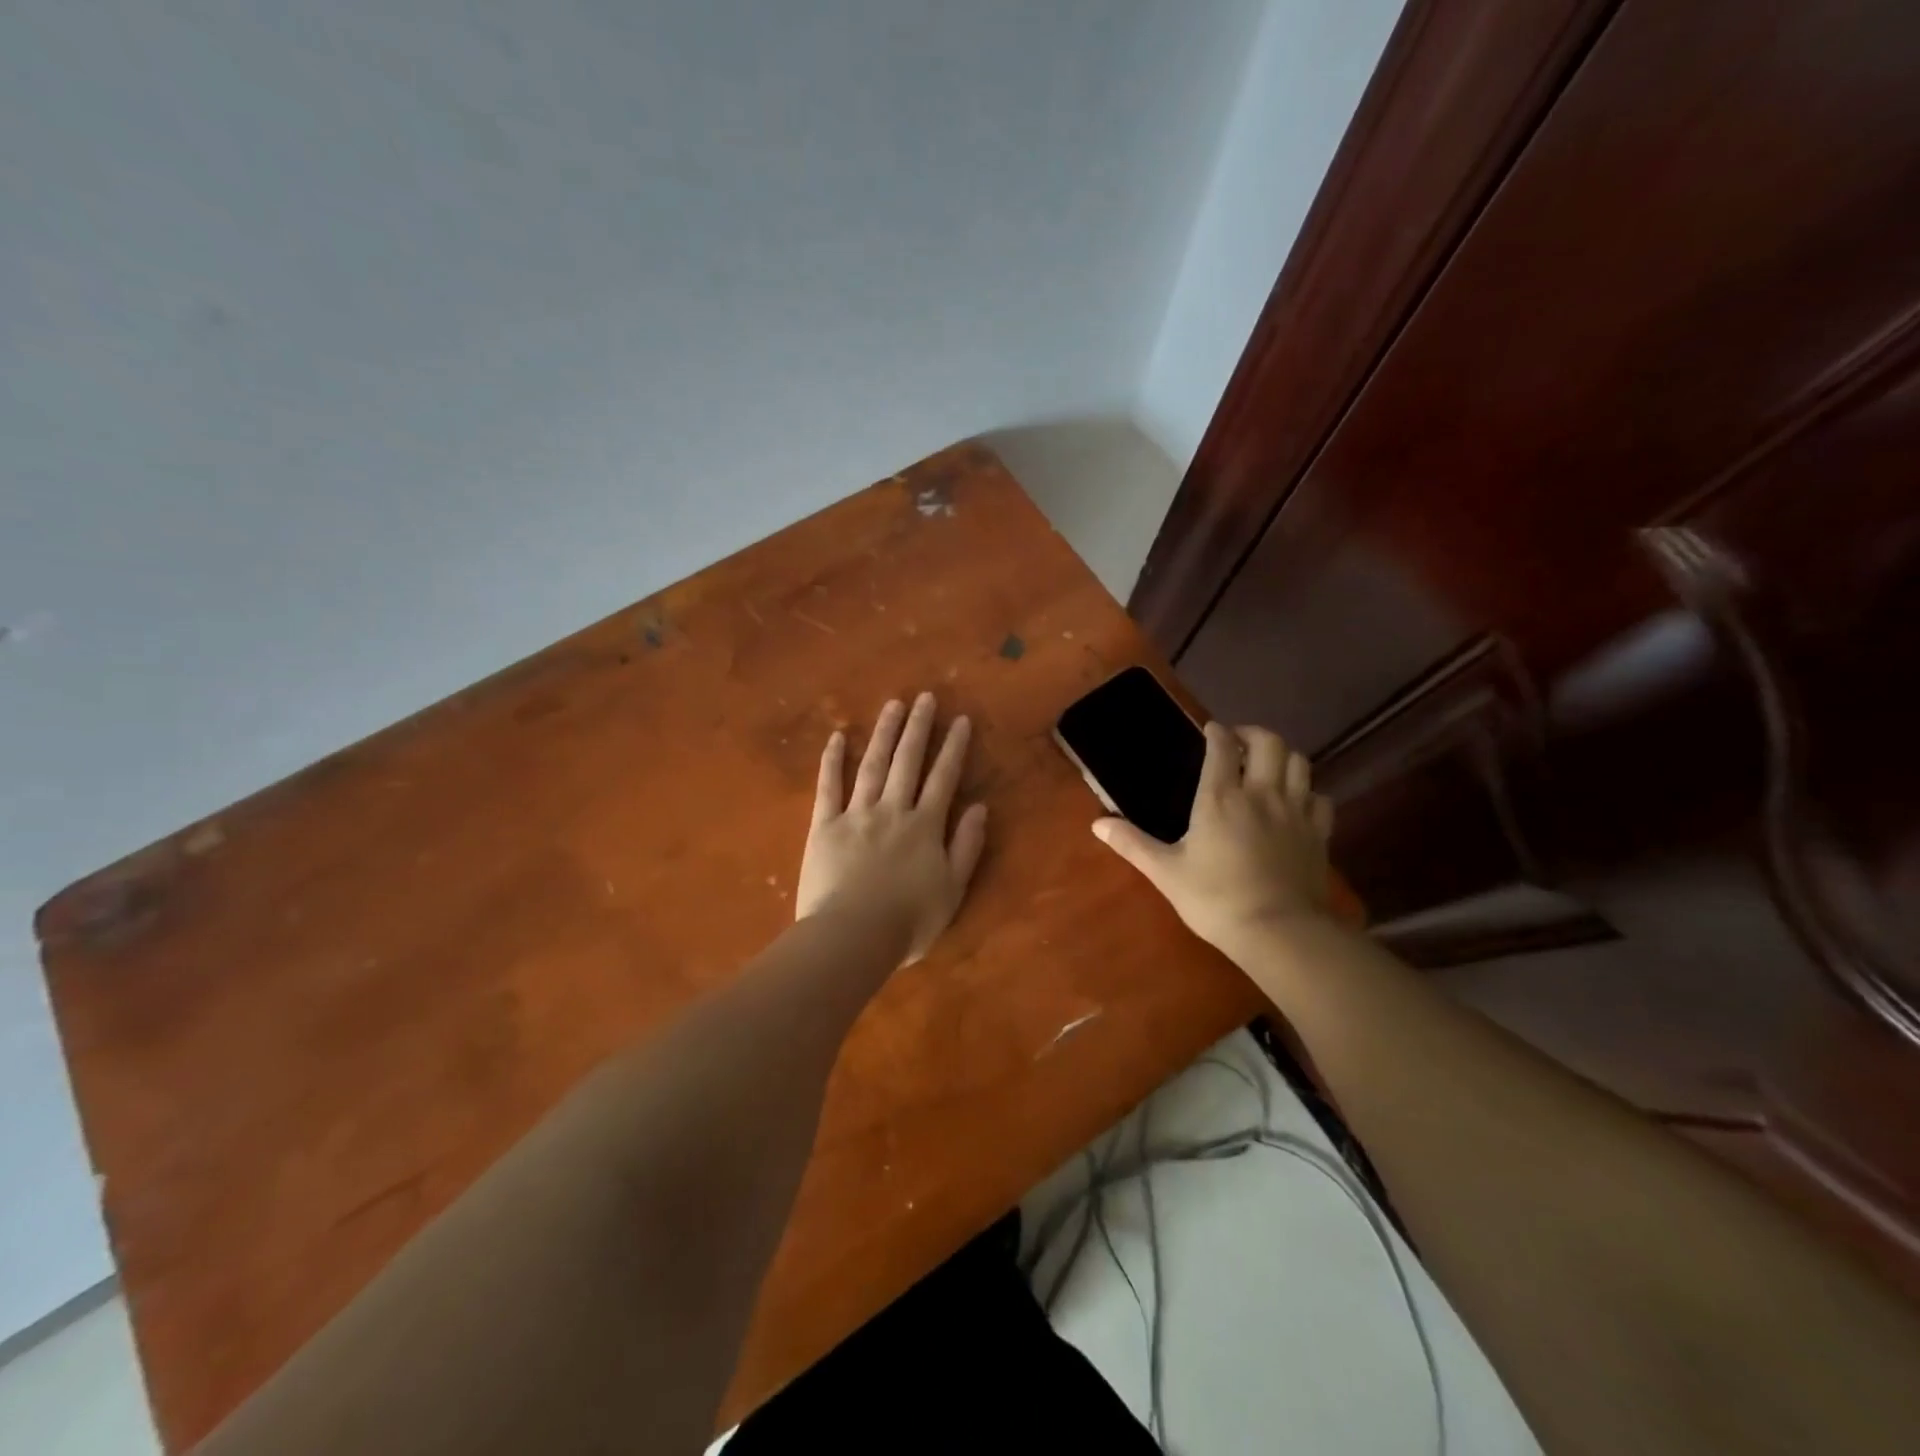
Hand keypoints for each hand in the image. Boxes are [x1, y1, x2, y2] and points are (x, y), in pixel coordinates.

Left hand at [797, 693, 988, 964]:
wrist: (852, 936)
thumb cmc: (908, 921)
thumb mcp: (952, 889)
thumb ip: (966, 846)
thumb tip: (980, 807)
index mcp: (925, 826)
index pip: (943, 778)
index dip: (953, 748)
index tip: (960, 720)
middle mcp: (893, 810)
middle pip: (907, 761)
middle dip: (919, 727)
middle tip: (925, 697)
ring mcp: (856, 814)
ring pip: (872, 765)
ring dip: (884, 733)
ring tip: (893, 705)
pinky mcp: (824, 826)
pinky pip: (828, 787)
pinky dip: (832, 760)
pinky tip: (836, 736)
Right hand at [1092, 722, 1333, 959]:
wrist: (1279, 932)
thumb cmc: (1215, 899)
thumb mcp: (1166, 873)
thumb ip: (1132, 844)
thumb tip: (1098, 824)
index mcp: (1220, 798)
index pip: (1222, 747)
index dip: (1216, 733)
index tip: (1210, 730)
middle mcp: (1261, 794)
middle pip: (1269, 743)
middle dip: (1253, 734)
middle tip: (1239, 742)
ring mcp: (1296, 812)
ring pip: (1300, 763)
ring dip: (1283, 756)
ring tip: (1268, 766)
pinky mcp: (1319, 834)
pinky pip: (1320, 798)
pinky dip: (1308, 792)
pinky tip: (1298, 802)